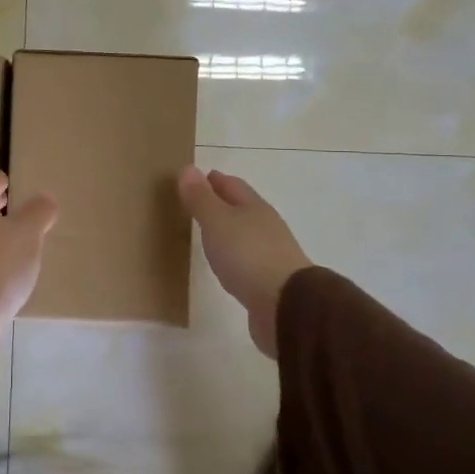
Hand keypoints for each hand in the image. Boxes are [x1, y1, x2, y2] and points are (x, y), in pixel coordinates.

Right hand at [177, 167, 310, 357]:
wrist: (285, 304)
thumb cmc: (248, 255)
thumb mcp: (218, 222)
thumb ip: (201, 199)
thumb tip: (188, 168)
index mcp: (254, 207)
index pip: (232, 185)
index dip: (213, 180)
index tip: (194, 177)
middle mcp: (266, 226)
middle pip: (242, 208)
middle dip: (222, 203)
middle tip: (197, 203)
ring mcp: (271, 254)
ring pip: (245, 234)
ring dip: (228, 231)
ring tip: (208, 234)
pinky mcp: (270, 281)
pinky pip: (247, 260)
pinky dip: (234, 256)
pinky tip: (226, 265)